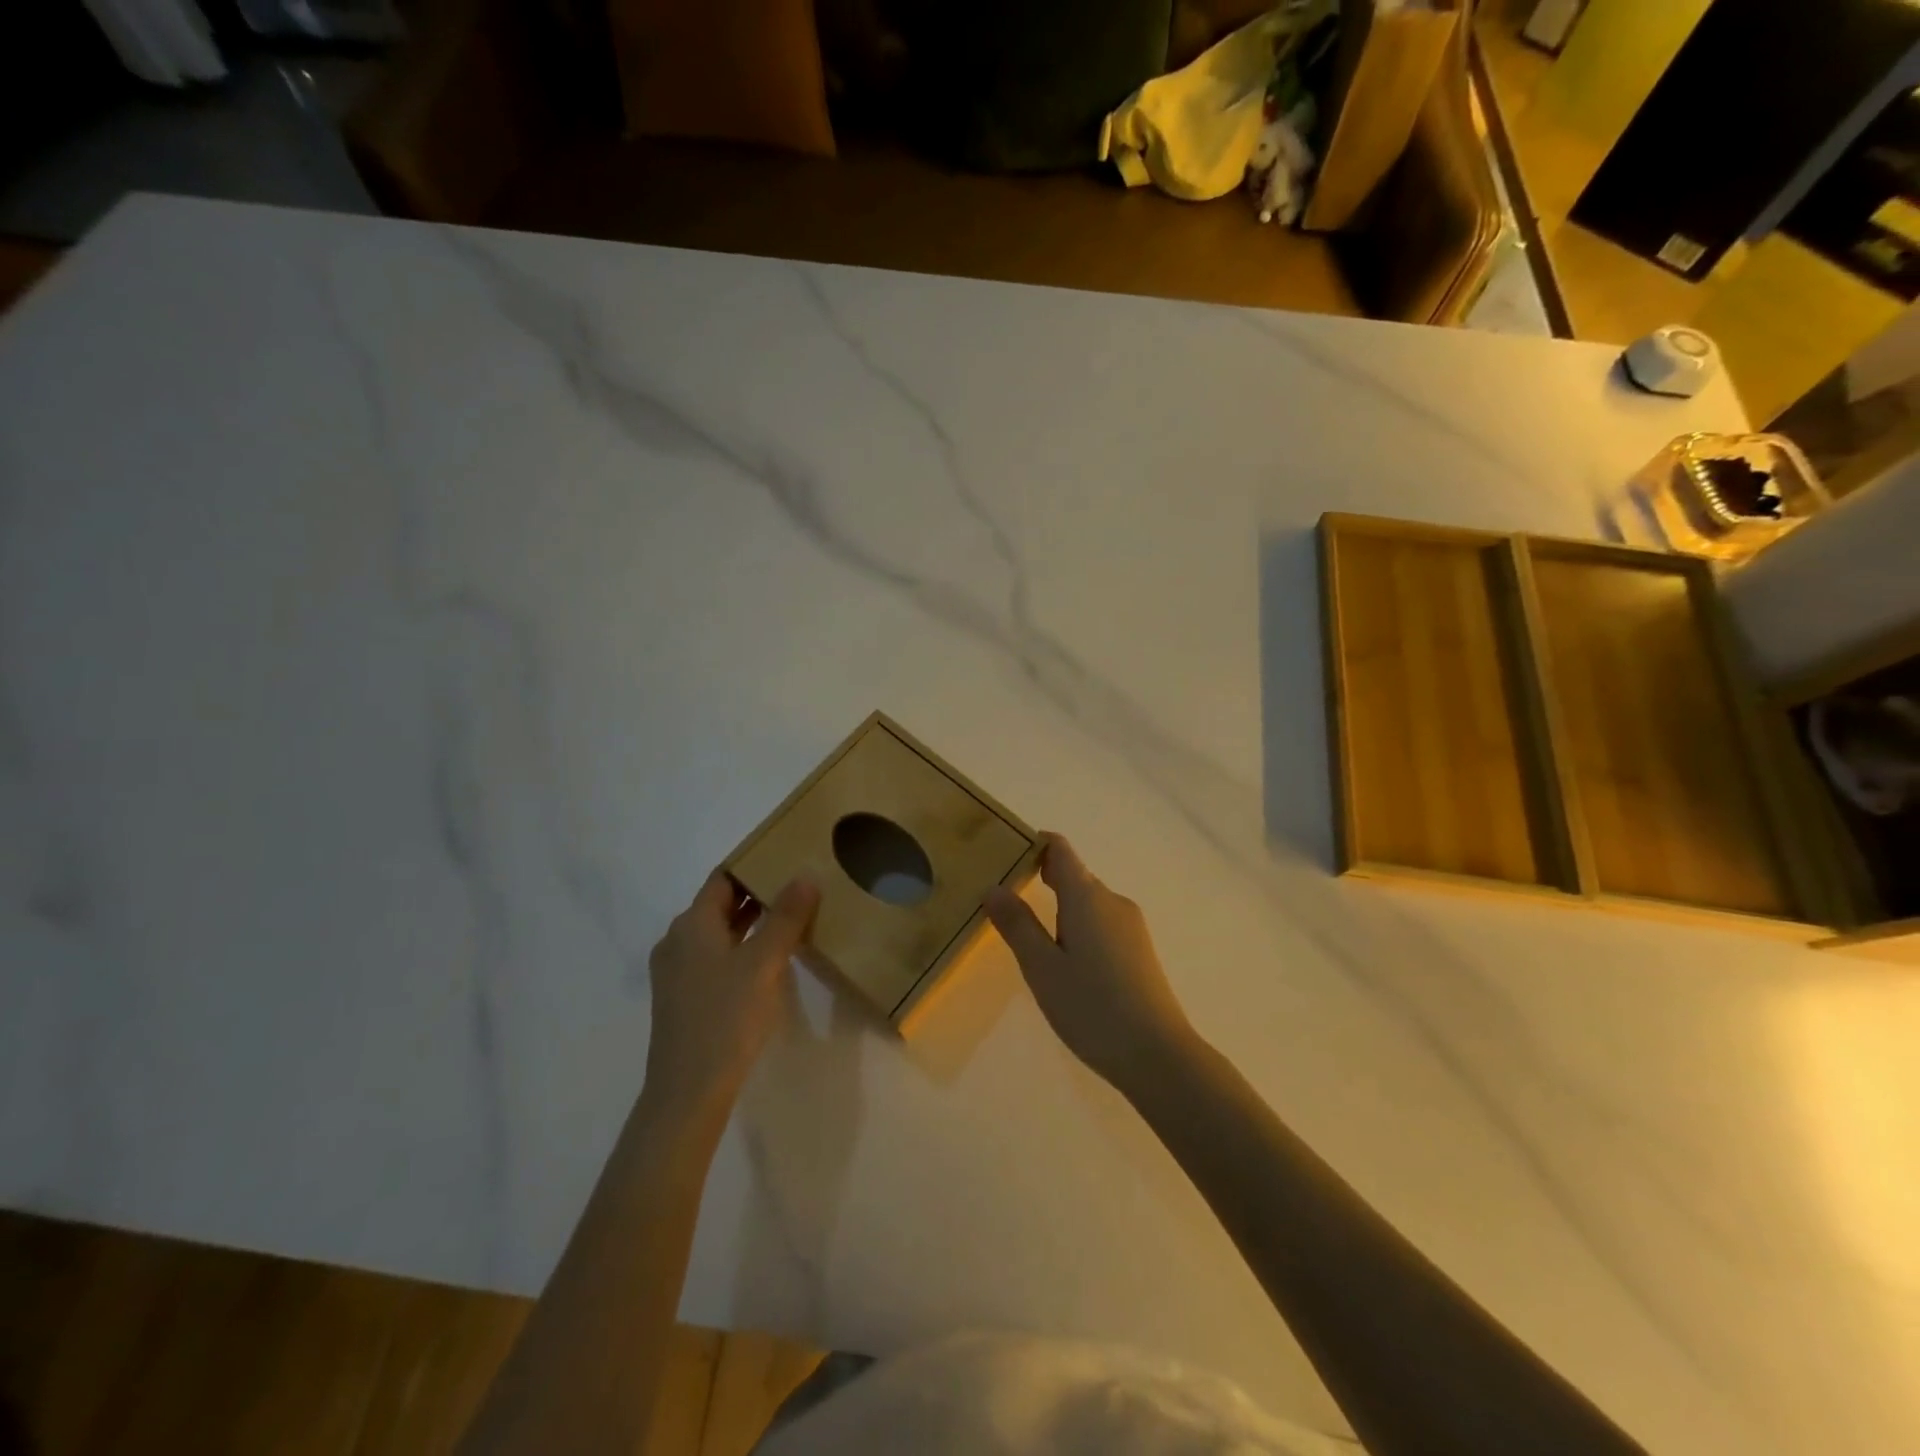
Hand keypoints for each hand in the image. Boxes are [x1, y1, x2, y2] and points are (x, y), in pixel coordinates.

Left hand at [642, 870, 818, 1122]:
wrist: (688, 1090)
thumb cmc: (727, 1016)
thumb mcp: (764, 962)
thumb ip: (786, 917)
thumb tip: (805, 875)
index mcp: (692, 923)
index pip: (723, 877)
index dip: (753, 863)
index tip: (786, 856)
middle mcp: (678, 940)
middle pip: (720, 903)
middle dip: (757, 892)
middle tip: (798, 884)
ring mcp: (677, 971)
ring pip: (718, 932)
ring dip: (751, 922)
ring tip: (791, 917)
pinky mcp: (683, 997)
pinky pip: (715, 957)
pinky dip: (741, 947)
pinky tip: (768, 959)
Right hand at [984, 833, 1192, 1085]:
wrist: (1158, 1054)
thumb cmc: (1092, 1007)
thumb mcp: (1042, 967)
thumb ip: (1017, 924)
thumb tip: (993, 887)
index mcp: (1087, 896)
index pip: (1060, 849)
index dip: (1033, 843)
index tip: (1005, 851)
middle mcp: (1112, 901)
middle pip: (1073, 874)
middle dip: (1040, 877)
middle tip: (1003, 896)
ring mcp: (1130, 925)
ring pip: (1087, 901)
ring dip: (1059, 907)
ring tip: (1028, 934)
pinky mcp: (1139, 949)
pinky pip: (1101, 922)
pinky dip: (1077, 926)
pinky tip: (1065, 960)